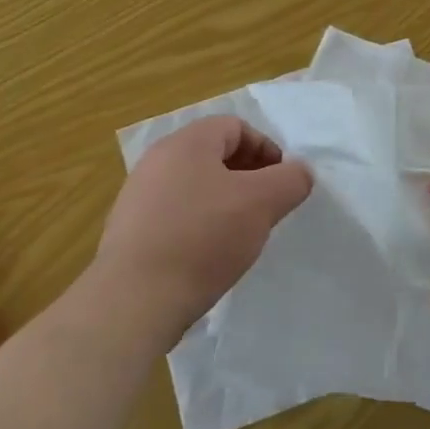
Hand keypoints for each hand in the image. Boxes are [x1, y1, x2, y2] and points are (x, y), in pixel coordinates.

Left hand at [93, 116, 311, 349]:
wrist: (133, 301)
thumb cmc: (203, 238)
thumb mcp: (262, 203)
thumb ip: (290, 180)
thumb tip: (300, 172)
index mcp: (187, 142)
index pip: (235, 127)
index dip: (266, 149)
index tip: (282, 181)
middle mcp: (157, 160)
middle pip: (213, 155)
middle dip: (247, 176)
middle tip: (266, 206)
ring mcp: (137, 197)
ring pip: (194, 186)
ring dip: (223, 201)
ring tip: (240, 234)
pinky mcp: (129, 232)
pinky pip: (174, 215)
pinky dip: (198, 225)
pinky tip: (208, 256)